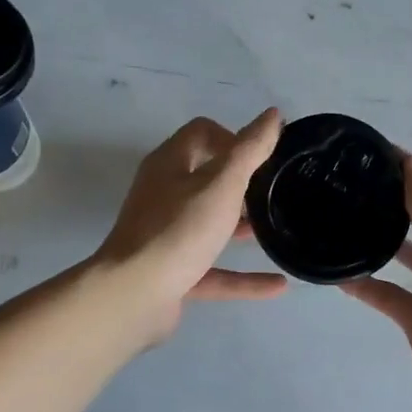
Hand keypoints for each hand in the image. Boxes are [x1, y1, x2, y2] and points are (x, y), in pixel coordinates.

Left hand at [94, 108, 287, 341]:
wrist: (133, 296)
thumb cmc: (180, 230)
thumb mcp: (223, 184)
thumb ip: (250, 149)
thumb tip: (273, 114)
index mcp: (169, 165)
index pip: (202, 132)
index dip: (233, 137)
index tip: (263, 158)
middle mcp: (163, 195)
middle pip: (206, 178)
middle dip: (241, 183)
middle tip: (274, 191)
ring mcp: (165, 236)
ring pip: (209, 225)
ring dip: (240, 228)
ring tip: (276, 230)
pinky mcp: (171, 273)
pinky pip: (213, 270)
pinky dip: (243, 277)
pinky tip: (278, 285)